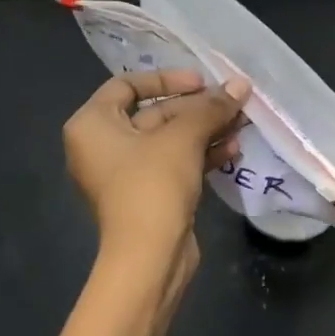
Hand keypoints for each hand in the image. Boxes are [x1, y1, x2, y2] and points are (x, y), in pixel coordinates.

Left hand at [63, 69, 250, 262]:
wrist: (148, 256)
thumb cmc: (153, 184)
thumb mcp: (183, 138)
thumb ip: (211, 107)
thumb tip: (241, 84)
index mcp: (92, 124)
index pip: (127, 85)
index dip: (167, 79)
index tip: (201, 82)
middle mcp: (102, 146)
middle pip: (153, 113)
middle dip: (196, 108)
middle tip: (232, 103)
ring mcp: (124, 174)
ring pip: (168, 141)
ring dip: (204, 130)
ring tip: (241, 124)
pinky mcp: (147, 196)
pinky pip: (173, 164)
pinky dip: (199, 155)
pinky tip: (232, 149)